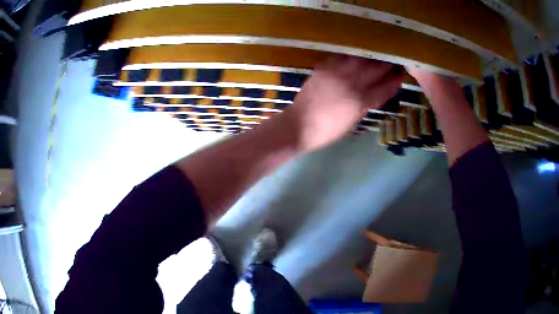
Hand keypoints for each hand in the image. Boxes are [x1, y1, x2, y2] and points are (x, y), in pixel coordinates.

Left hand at [284, 56, 402, 151]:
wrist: (299, 124)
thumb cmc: (328, 130)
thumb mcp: (353, 121)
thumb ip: (365, 104)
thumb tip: (375, 92)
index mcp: (361, 102)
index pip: (385, 88)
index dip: (395, 80)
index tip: (401, 74)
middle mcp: (352, 84)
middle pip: (376, 70)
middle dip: (387, 64)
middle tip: (394, 60)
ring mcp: (338, 74)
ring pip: (361, 60)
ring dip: (372, 57)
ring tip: (378, 55)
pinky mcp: (325, 68)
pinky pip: (343, 57)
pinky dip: (352, 56)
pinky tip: (357, 56)